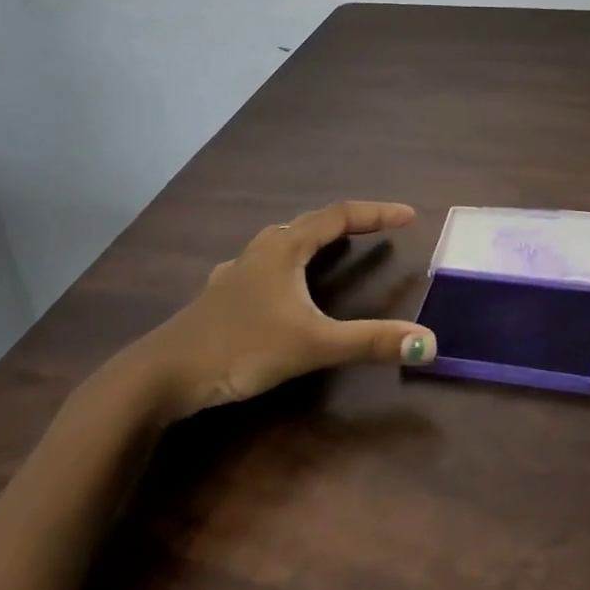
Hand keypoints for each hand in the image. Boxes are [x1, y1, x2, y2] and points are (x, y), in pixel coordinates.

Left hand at [123, 200, 437, 418]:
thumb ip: (369, 342)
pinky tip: (277, 285)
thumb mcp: (312, 345)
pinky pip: (264, 266)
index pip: (340, 215)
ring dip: (315, 240)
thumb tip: (428, 342)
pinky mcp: (221, 296)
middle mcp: (262, 249)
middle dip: (348, 223)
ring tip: (334, 248)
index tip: (409, 215)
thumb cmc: (241, 348)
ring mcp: (237, 271)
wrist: (161, 376)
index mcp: (285, 247)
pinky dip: (286, 265)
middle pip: (312, 223)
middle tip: (378, 230)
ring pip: (284, 242)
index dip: (376, 213)